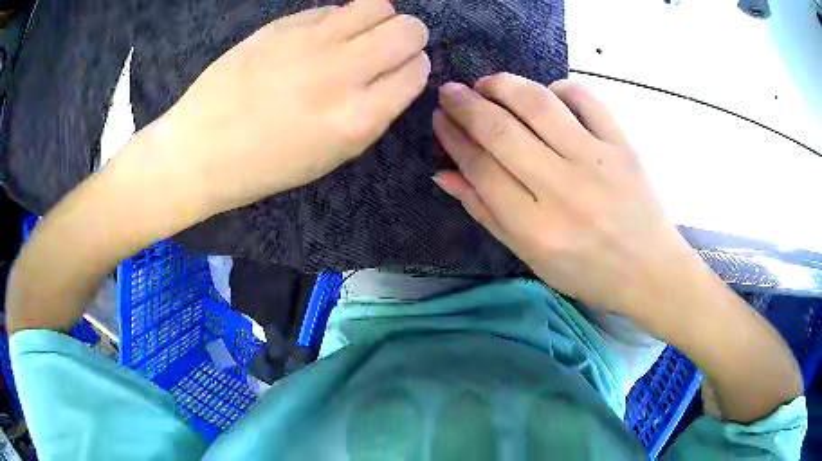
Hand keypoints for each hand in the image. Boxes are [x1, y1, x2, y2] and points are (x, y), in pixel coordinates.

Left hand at [148, 0, 429, 212]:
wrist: (200, 150)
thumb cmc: (264, 166)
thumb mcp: (331, 156)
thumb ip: (372, 112)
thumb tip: (396, 72)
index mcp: (357, 119)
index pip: (417, 71)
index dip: (414, 67)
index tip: (399, 72)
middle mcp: (342, 73)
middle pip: (408, 30)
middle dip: (408, 36)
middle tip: (386, 48)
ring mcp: (311, 43)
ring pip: (377, 6)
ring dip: (378, 19)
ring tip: (356, 37)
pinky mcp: (283, 25)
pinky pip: (333, 8)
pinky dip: (337, 20)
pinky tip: (317, 39)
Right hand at [433, 74, 695, 316]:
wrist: (649, 270)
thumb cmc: (587, 272)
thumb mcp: (530, 257)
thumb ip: (486, 213)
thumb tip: (444, 174)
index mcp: (536, 228)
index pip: (481, 167)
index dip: (453, 137)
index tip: (440, 118)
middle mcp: (563, 189)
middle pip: (502, 130)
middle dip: (466, 104)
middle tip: (451, 92)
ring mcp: (597, 162)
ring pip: (539, 104)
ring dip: (504, 85)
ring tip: (487, 83)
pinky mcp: (622, 145)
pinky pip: (585, 99)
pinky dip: (559, 87)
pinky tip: (547, 94)